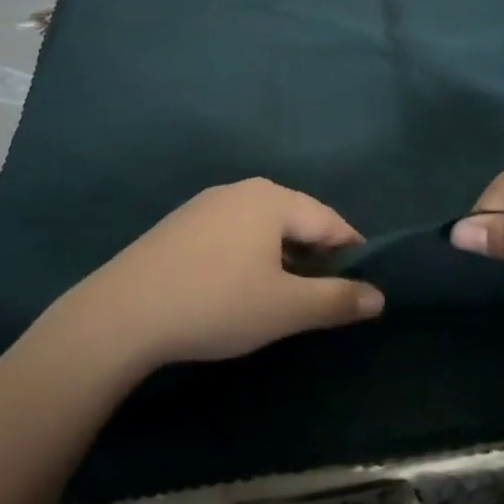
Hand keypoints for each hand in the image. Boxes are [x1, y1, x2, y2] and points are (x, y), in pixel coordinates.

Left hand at [65, 178, 384, 370]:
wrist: (124, 312)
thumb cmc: (217, 303)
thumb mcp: (285, 308)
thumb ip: (337, 300)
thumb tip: (379, 296)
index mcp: (272, 199)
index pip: (329, 220)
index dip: (352, 251)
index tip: (363, 283)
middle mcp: (241, 190)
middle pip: (295, 218)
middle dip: (315, 254)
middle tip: (325, 294)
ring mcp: (206, 205)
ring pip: (262, 227)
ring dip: (282, 256)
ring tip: (285, 294)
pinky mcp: (180, 225)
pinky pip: (232, 234)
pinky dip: (249, 256)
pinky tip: (238, 287)